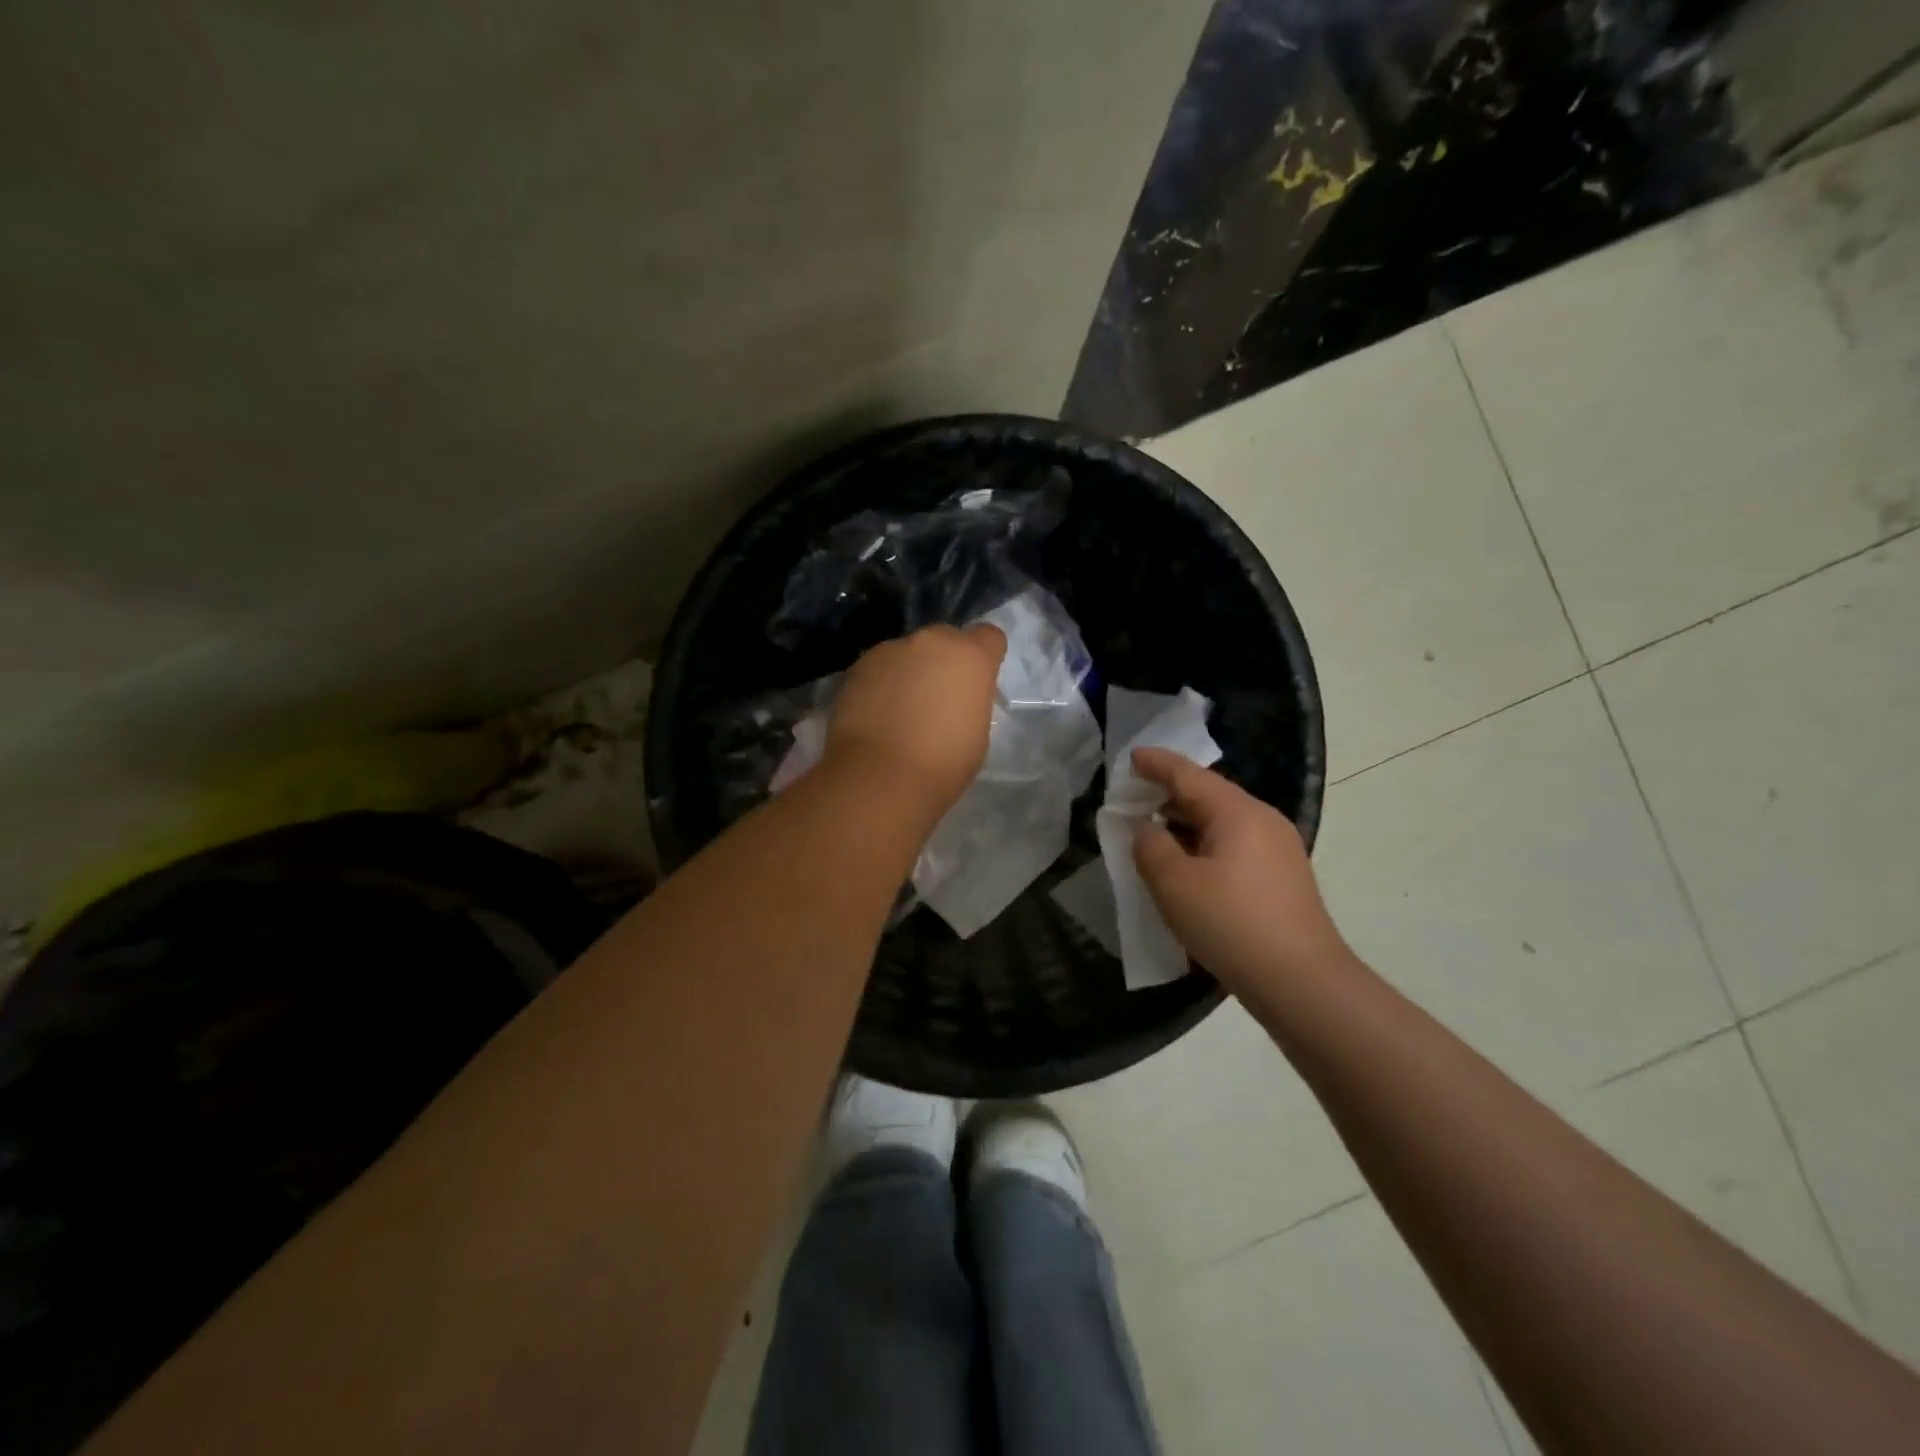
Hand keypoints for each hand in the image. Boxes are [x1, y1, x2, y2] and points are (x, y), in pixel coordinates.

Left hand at [824, 623, 1006, 815]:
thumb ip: (970, 701)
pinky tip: (877, 716)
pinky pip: (879, 670)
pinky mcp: (857, 667)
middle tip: (938, 698)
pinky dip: (881, 685)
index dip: (985, 657)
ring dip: (909, 672)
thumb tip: (955, 698)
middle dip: (944, 662)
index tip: (977, 682)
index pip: (989, 637)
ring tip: (901, 711)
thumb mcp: (978, 733)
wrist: (879, 777)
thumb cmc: (942, 763)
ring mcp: (889, 650)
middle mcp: (930, 642)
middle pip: (944, 640)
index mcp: (969, 656)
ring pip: (907, 654)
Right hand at [1130, 747, 1351, 995]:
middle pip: (1209, 794)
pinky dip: (1204, 843)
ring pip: (1222, 821)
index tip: (1131, 757)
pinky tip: (1188, 864)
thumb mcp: (1173, 883)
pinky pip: (1235, 845)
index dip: (1157, 764)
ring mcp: (1279, 849)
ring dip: (1186, 821)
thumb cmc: (1231, 924)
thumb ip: (1150, 846)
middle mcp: (1263, 820)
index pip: (1188, 775)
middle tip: (1134, 795)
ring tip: (1154, 830)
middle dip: (1170, 793)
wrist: (1302, 983)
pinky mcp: (1283, 877)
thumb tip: (1147, 829)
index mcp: (1237, 812)